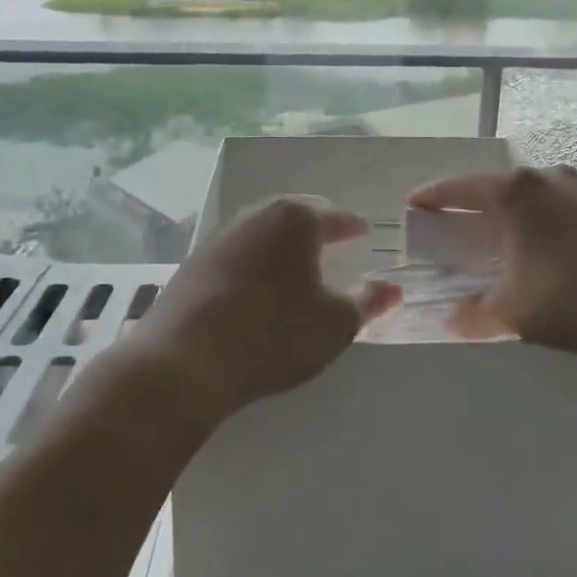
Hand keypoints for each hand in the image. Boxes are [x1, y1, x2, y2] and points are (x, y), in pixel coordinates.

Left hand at [136, 196, 400, 420]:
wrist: (185, 360)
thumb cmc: (275, 333)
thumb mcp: (335, 323)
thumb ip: (367, 302)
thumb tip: (392, 289)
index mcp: (295, 219)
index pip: (336, 217)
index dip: (354, 227)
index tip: (365, 232)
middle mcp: (256, 216)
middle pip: (295, 216)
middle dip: (317, 228)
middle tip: (334, 240)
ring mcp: (220, 237)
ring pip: (263, 233)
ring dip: (283, 245)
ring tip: (298, 264)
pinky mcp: (194, 264)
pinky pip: (238, 255)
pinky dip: (256, 263)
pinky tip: (259, 287)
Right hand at [408, 166, 576, 360]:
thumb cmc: (573, 299)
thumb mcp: (513, 311)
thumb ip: (475, 314)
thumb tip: (454, 319)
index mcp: (517, 192)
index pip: (460, 187)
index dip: (432, 197)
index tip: (413, 206)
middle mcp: (547, 178)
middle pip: (496, 187)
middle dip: (471, 206)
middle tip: (454, 227)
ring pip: (530, 195)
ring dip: (509, 213)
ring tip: (497, 239)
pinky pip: (557, 206)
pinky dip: (538, 221)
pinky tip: (540, 248)